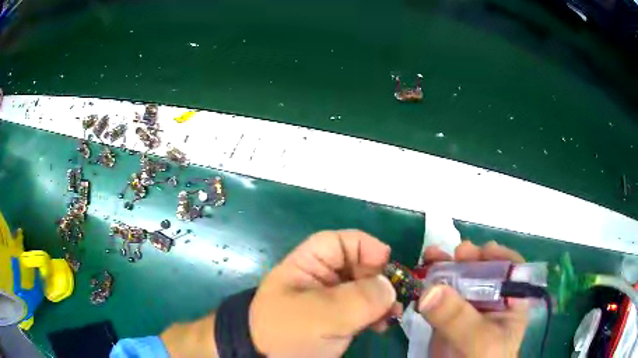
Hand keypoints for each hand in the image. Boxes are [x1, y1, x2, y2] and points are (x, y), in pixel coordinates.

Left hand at [249, 230, 400, 356]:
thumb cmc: (289, 334)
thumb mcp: (321, 315)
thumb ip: (358, 298)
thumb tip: (389, 286)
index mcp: (306, 266)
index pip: (337, 242)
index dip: (364, 246)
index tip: (387, 263)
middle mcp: (320, 280)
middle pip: (356, 265)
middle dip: (379, 278)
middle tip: (394, 297)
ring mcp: (331, 301)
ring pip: (364, 289)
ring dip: (382, 299)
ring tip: (392, 315)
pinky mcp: (339, 320)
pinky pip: (364, 310)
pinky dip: (377, 315)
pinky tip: (382, 326)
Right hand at [418, 241, 527, 357]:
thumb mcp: (478, 340)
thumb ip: (458, 318)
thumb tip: (430, 290)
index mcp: (510, 302)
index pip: (511, 271)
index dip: (499, 257)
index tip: (481, 251)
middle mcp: (491, 301)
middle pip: (482, 271)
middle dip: (468, 259)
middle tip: (453, 252)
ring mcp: (468, 309)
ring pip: (459, 282)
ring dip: (445, 268)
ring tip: (431, 255)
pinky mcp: (448, 318)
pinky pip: (440, 298)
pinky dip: (429, 287)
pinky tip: (420, 279)